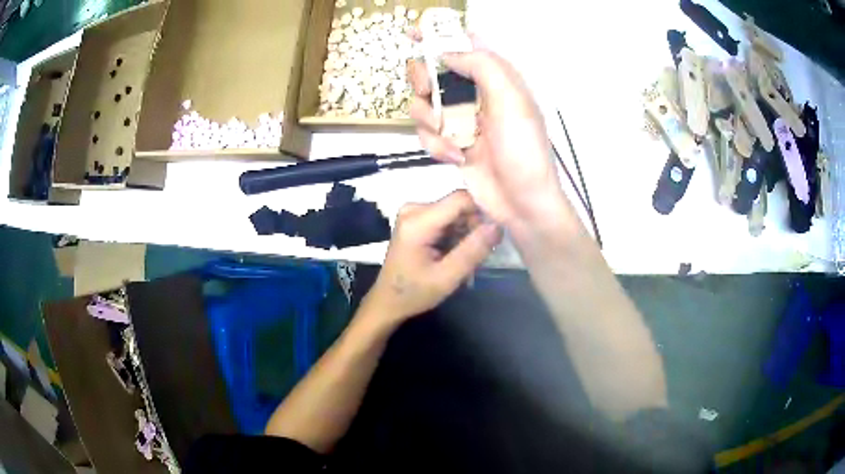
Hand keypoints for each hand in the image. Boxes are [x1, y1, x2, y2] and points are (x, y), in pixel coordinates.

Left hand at [363, 190, 501, 322]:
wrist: (388, 301)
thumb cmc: (414, 293)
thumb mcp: (447, 277)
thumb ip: (473, 250)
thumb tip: (498, 226)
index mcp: (418, 220)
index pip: (461, 199)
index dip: (482, 212)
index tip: (493, 236)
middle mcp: (414, 208)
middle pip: (459, 206)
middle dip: (473, 228)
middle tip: (476, 257)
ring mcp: (414, 212)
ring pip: (456, 213)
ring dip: (466, 234)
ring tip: (464, 260)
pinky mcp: (417, 218)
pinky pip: (447, 219)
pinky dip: (456, 236)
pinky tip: (454, 255)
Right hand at [408, 40, 571, 232]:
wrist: (522, 203)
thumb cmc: (523, 149)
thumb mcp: (511, 100)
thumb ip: (483, 66)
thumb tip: (448, 53)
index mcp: (495, 78)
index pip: (464, 46)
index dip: (439, 36)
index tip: (414, 33)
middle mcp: (475, 94)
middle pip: (433, 71)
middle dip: (424, 80)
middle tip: (427, 90)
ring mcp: (461, 120)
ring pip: (423, 104)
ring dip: (428, 119)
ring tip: (448, 135)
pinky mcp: (450, 143)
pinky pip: (426, 134)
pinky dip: (435, 145)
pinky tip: (454, 157)